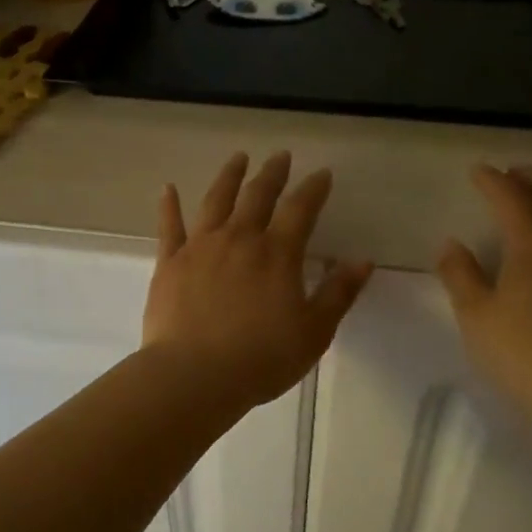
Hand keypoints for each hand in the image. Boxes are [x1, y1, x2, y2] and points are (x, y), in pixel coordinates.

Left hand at [144, 151, 373, 408]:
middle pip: (258, 196)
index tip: (322, 174)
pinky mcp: (169, 263)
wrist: (194, 375)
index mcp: (277, 254)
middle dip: (272, 174)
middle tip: (280, 156)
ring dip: (229, 176)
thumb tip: (364, 261)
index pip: (301, 209)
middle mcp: (239, 239)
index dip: (314, 189)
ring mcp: (200, 247)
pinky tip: (168, 189)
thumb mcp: (313, 331)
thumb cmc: (261, 358)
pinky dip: (169, 206)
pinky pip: (169, 227)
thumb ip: (338, 293)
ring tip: (238, 157)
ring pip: (216, 201)